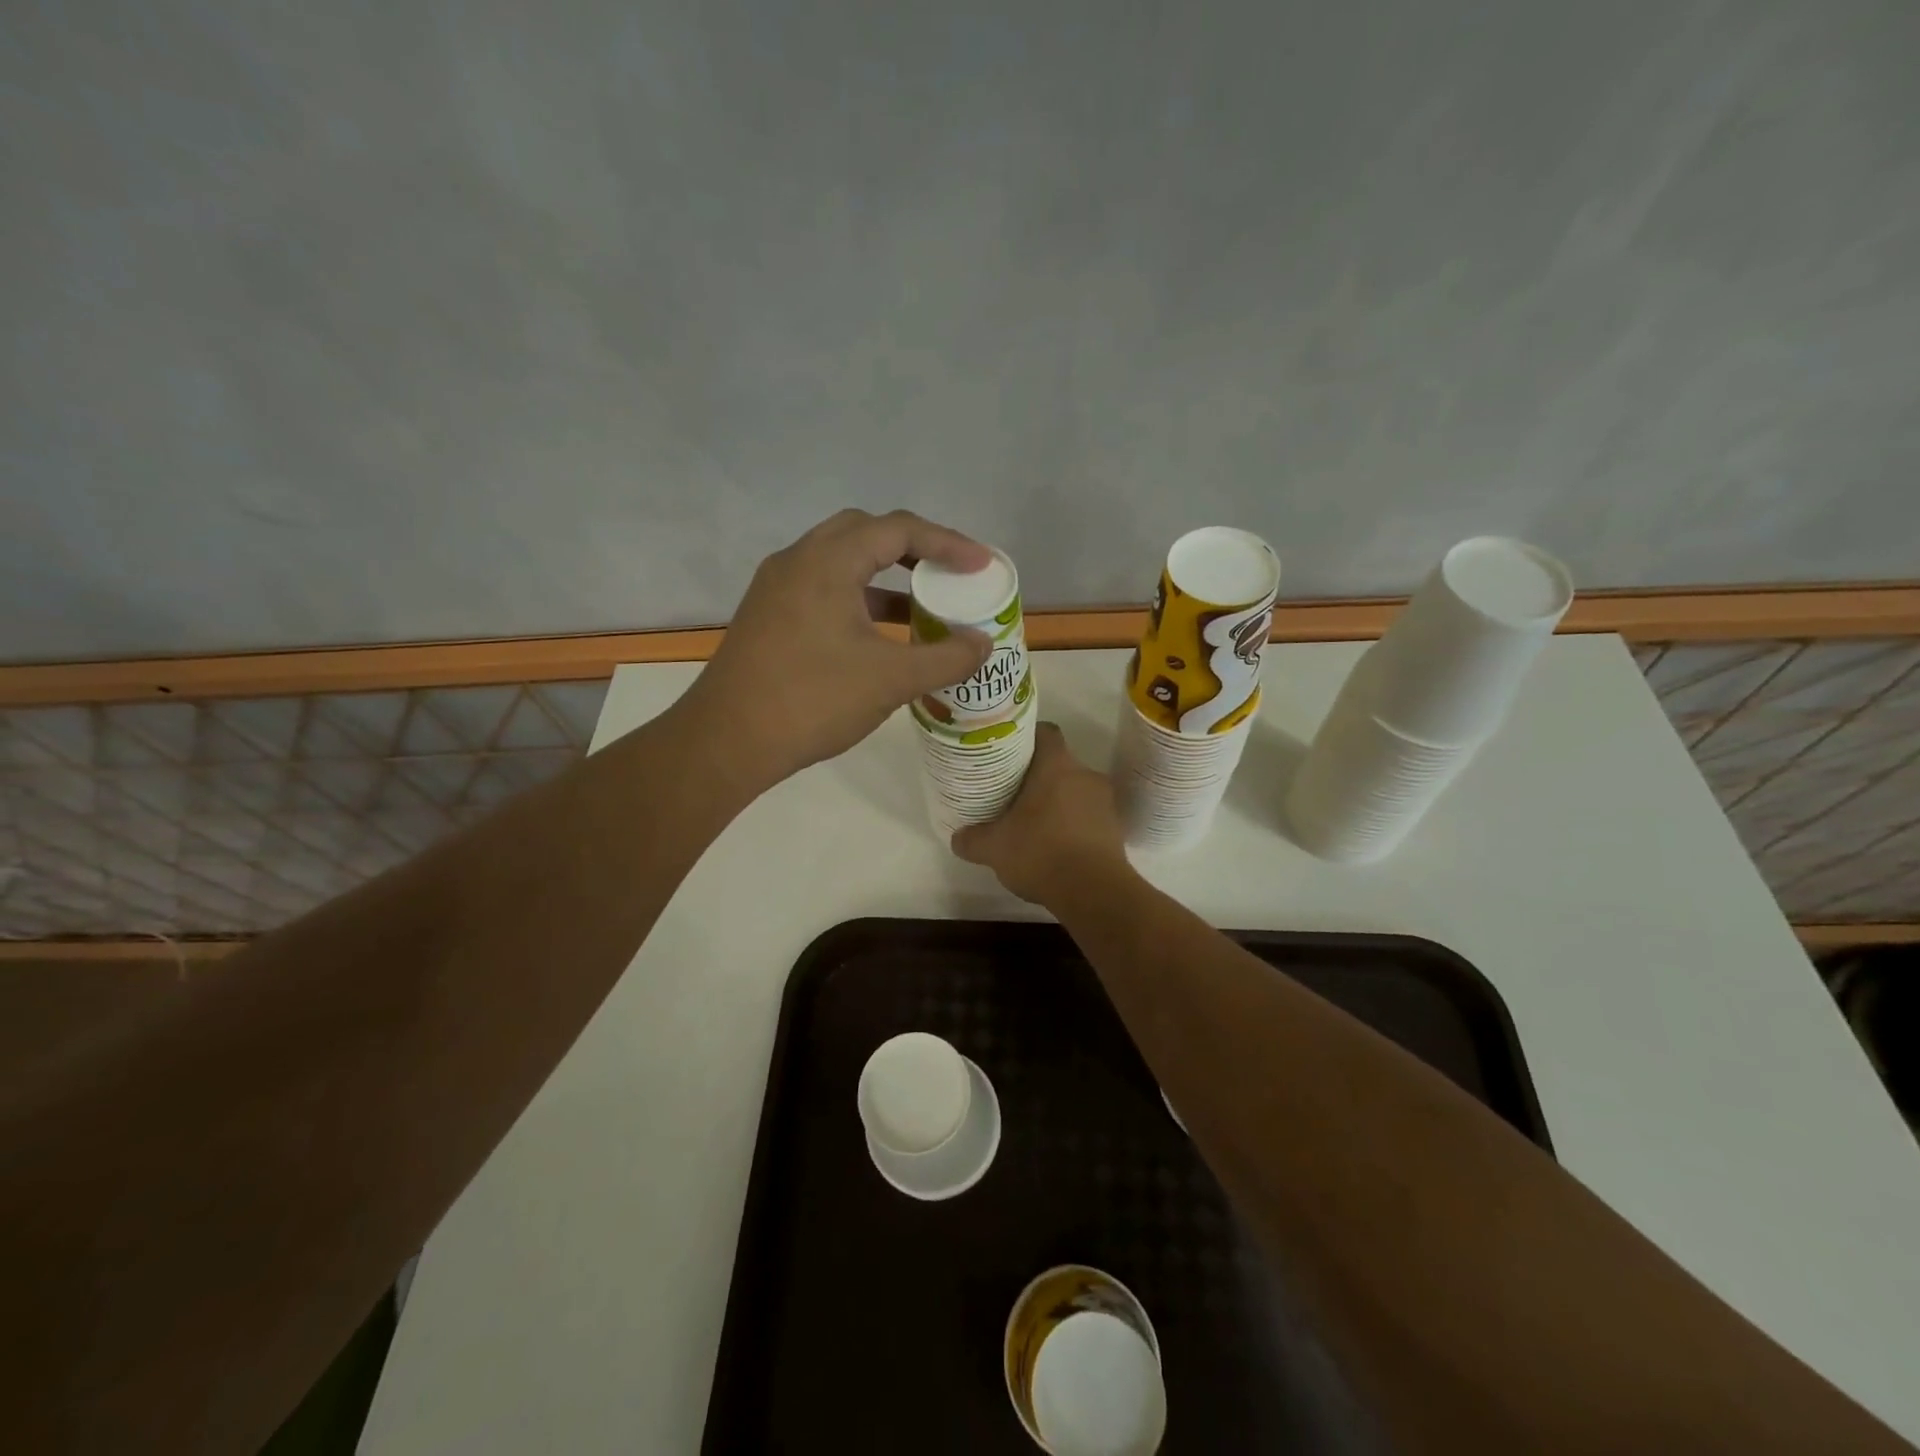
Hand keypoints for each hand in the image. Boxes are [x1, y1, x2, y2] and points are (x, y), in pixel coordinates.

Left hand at [684, 509, 993, 787]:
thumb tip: (983, 643)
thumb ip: (946, 657)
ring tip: (922, 605)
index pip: (898, 529)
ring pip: (841, 563)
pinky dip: (858, 600)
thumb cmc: (812, 700)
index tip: (982, 565)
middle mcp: (797, 561)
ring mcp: (777, 588)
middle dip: (912, 548)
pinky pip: (823, 589)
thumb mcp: (890, 679)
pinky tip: (879, 636)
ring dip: (884, 577)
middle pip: (865, 533)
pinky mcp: (768, 616)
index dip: (947, 543)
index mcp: (827, 562)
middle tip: (947, 573)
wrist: (727, 741)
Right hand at [952, 723, 1131, 906]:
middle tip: (1012, 792)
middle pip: (1060, 764)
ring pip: (1075, 791)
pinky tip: (1054, 846)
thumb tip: (958, 837)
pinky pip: (1088, 816)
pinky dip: (1072, 825)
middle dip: (1038, 776)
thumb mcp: (994, 848)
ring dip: (1057, 802)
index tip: (1009, 753)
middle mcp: (1086, 775)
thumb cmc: (1041, 853)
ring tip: (1032, 822)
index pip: (1045, 732)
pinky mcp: (1115, 829)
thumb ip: (973, 839)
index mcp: (1057, 766)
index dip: (1027, 738)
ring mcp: (1105, 802)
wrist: (1094, 892)